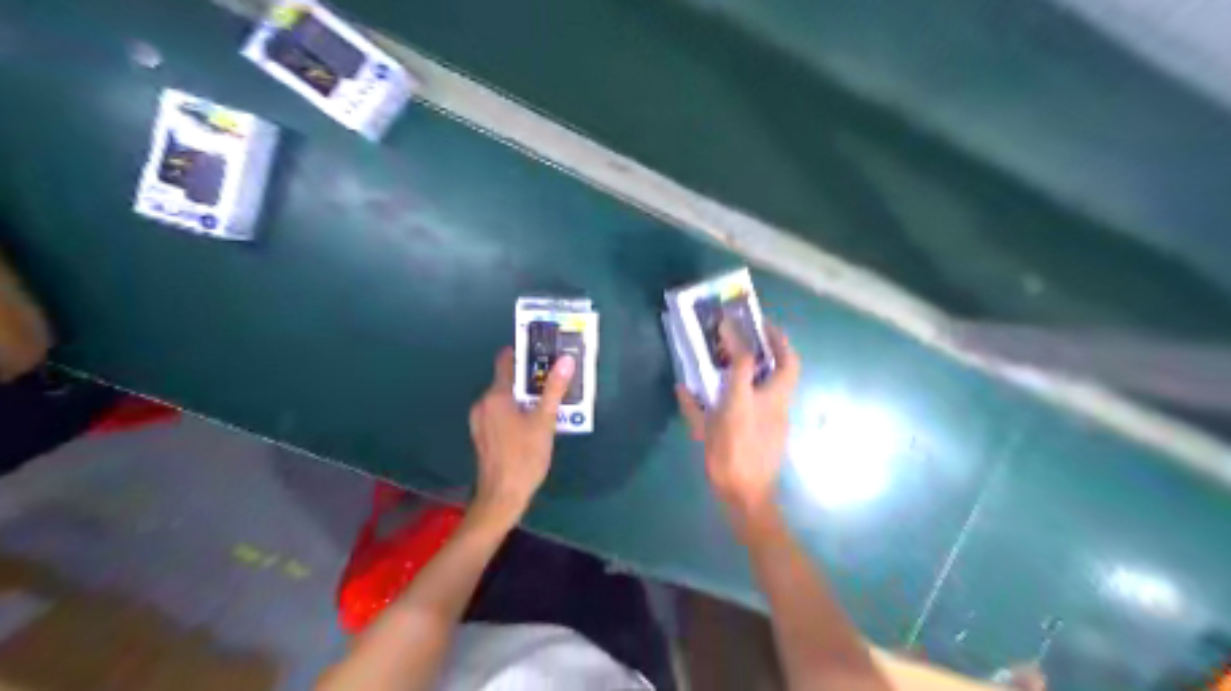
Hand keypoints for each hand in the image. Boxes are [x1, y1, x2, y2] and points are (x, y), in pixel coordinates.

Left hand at [470, 348, 573, 526]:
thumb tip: (566, 360)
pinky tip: (532, 423)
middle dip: (529, 379)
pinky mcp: (482, 434)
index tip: (543, 351)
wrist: (502, 497)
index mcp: (496, 395)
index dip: (524, 353)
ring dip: (524, 397)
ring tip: (548, 403)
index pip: (506, 361)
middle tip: (554, 380)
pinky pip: (500, 413)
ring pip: (504, 398)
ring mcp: (480, 420)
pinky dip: (515, 411)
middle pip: (507, 380)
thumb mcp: (545, 421)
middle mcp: (483, 403)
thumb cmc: (525, 457)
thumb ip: (554, 389)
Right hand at [677, 321, 804, 536]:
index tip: (728, 323)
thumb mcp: (703, 432)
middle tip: (764, 328)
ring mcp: (782, 414)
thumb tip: (682, 387)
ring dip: (780, 359)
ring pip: (788, 378)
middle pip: (787, 364)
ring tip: (762, 349)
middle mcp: (771, 402)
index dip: (736, 339)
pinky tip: (758, 384)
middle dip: (779, 341)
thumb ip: (692, 407)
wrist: (749, 495)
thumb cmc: (726, 460)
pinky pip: (782, 393)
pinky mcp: (783, 425)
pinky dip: (774, 380)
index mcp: (748, 401)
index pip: (746, 360)